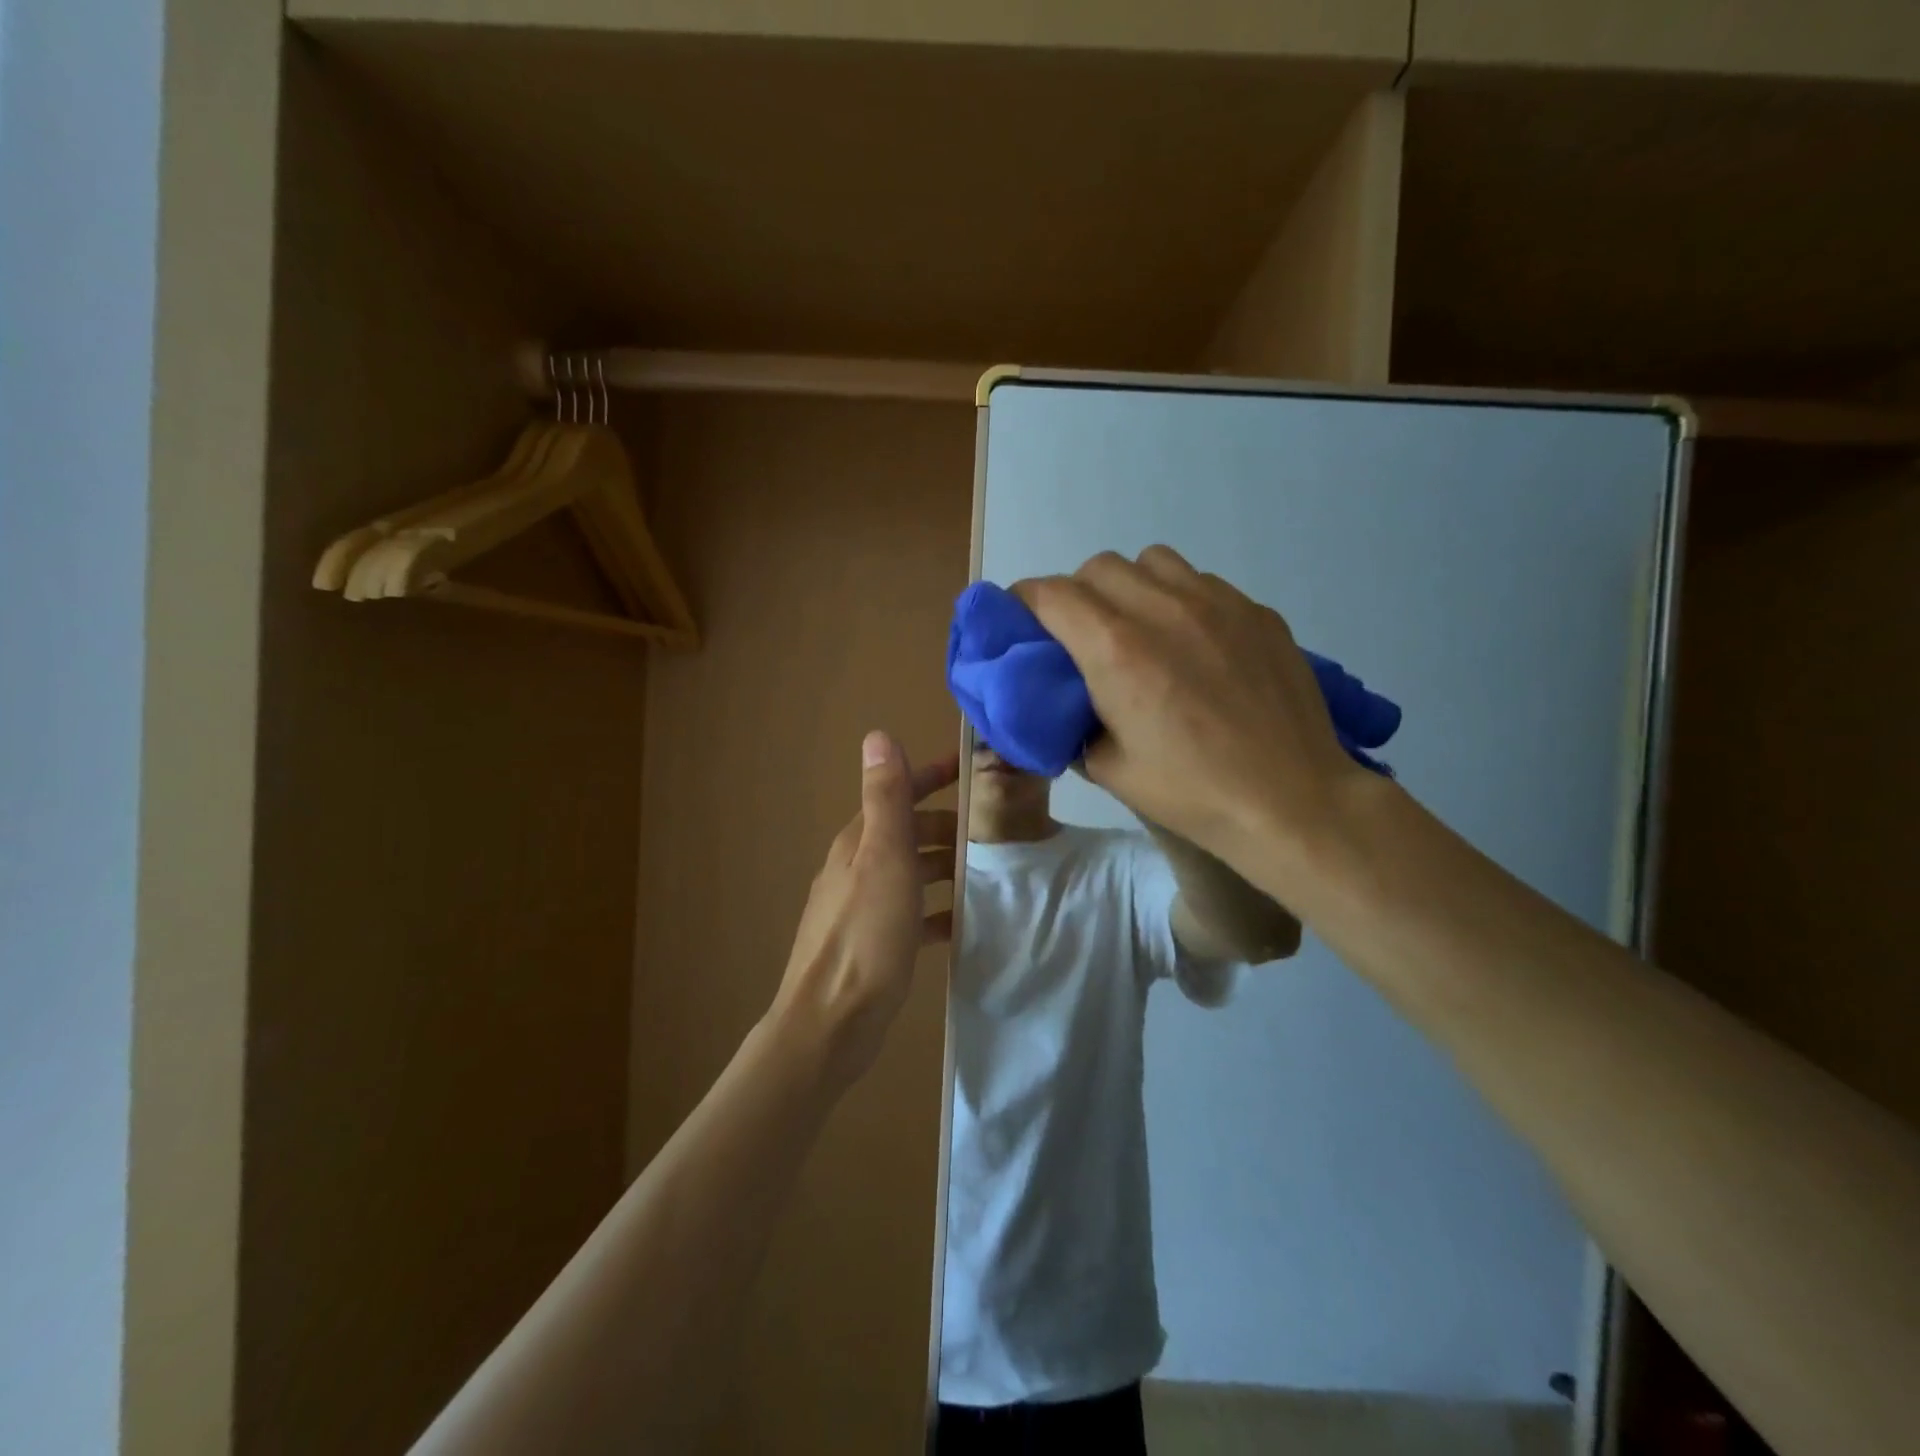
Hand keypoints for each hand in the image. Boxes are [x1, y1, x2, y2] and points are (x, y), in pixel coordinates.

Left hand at [768, 733, 957, 1090]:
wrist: (830, 1024)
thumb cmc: (865, 935)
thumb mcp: (883, 858)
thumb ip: (885, 798)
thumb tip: (878, 734)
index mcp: (859, 842)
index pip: (898, 793)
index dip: (932, 776)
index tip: (973, 770)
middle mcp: (858, 867)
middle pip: (909, 832)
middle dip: (949, 825)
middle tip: (997, 831)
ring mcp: (864, 907)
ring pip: (913, 872)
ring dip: (947, 866)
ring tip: (991, 873)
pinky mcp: (875, 943)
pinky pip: (913, 914)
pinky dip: (937, 909)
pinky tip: (963, 922)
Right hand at [1014, 546, 1371, 876]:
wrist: (1291, 800)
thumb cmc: (1191, 792)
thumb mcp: (1109, 769)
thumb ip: (1075, 724)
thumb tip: (1067, 707)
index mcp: (1116, 649)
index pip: (1051, 593)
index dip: (1025, 602)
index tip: (1022, 622)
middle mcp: (1162, 608)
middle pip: (1098, 567)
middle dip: (1076, 594)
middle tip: (1081, 636)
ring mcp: (1217, 602)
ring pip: (1152, 561)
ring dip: (1129, 586)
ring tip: (1139, 628)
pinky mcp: (1256, 611)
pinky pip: (1201, 582)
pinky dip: (1179, 599)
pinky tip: (1194, 644)